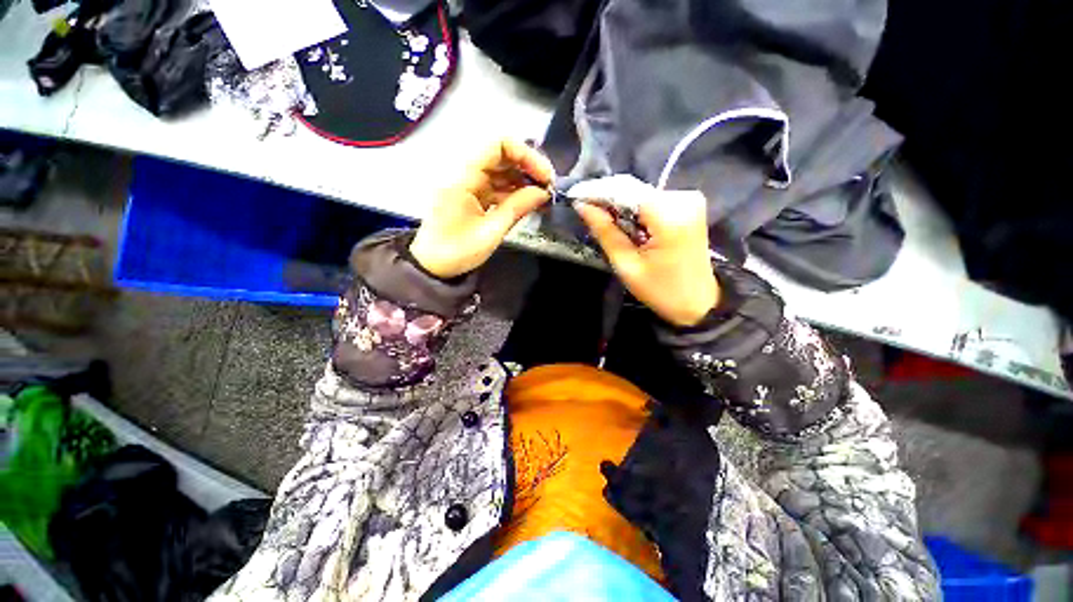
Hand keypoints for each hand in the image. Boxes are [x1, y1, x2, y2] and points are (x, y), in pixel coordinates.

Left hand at [410, 139, 554, 278]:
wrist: (432, 267)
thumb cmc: (457, 252)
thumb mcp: (490, 232)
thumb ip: (517, 208)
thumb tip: (543, 192)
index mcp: (463, 177)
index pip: (498, 145)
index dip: (526, 155)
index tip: (545, 176)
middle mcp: (464, 173)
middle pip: (501, 155)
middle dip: (528, 167)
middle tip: (548, 187)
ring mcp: (468, 184)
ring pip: (500, 170)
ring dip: (522, 180)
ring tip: (542, 196)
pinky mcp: (471, 195)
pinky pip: (495, 185)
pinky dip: (513, 191)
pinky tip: (528, 201)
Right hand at [574, 178, 718, 326]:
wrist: (698, 302)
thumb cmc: (660, 290)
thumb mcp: (627, 265)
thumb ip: (605, 232)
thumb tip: (582, 206)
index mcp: (669, 217)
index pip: (626, 191)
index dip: (597, 191)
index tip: (574, 195)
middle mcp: (683, 198)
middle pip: (634, 189)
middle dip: (606, 197)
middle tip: (584, 208)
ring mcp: (689, 199)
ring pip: (641, 193)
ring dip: (619, 203)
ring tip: (601, 217)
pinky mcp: (688, 204)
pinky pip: (652, 199)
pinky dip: (633, 208)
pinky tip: (623, 221)